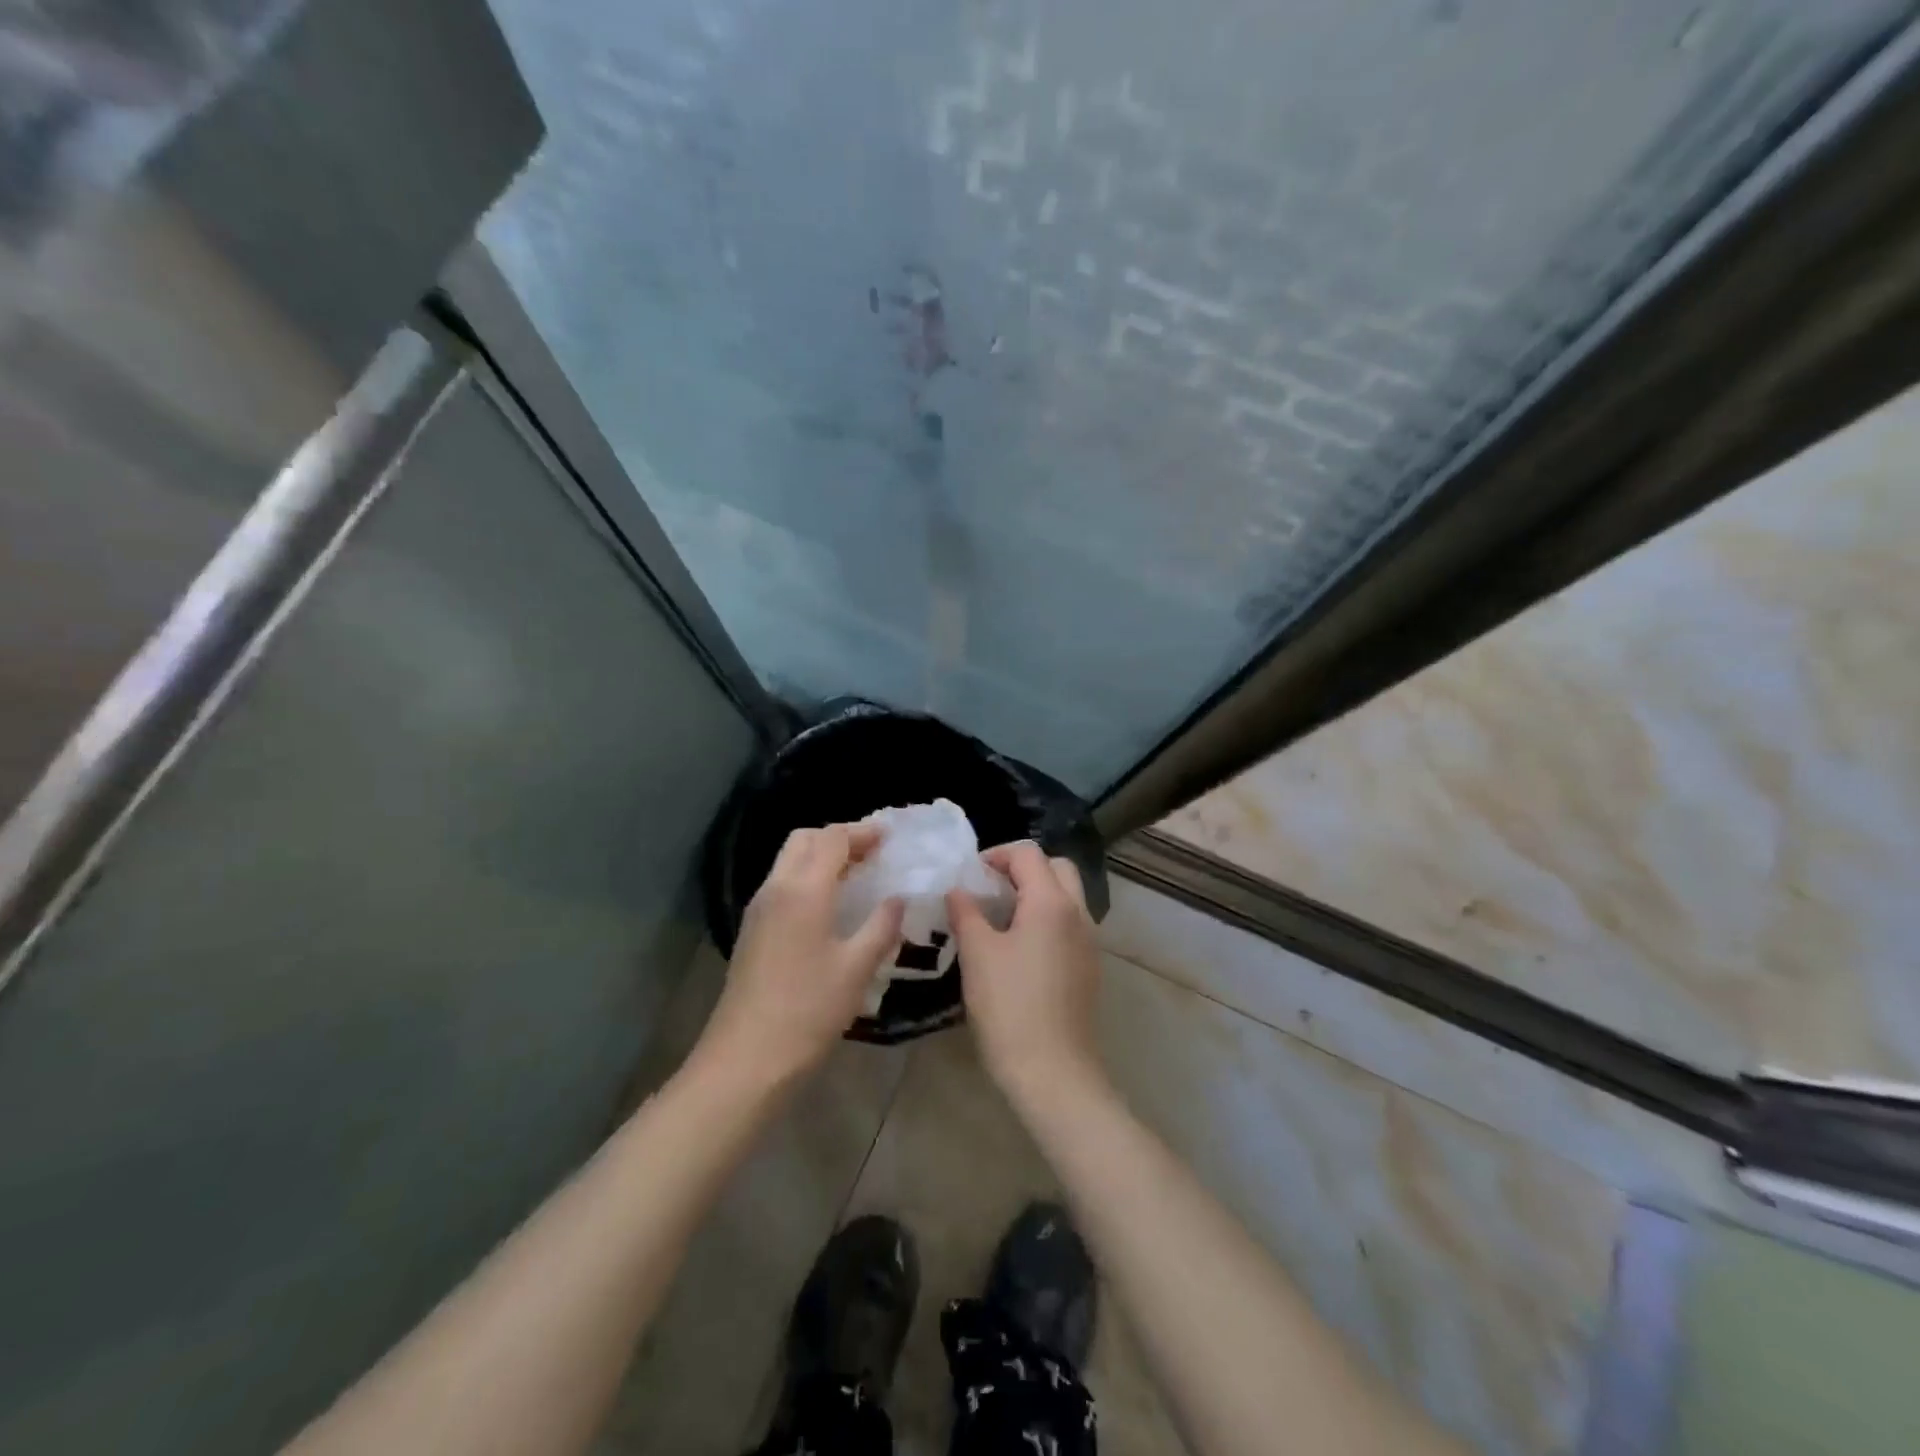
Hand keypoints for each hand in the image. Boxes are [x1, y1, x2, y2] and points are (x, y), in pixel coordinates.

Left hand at [692, 823, 903, 1093]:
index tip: (890, 837)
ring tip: (856, 876)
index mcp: (804, 889)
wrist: (746, 1058)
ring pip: (789, 861)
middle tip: (872, 853)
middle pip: (804, 840)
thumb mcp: (857, 968)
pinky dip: (808, 878)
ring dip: (821, 857)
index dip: (862, 832)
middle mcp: (776, 888)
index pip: (832, 839)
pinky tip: (830, 907)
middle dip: (838, 838)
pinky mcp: (753, 931)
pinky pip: (782, 885)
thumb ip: (881, 926)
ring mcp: (759, 909)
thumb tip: (898, 899)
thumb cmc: (808, 1010)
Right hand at [946, 841, 1106, 1105]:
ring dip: (1036, 893)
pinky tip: (1018, 947)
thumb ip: (966, 912)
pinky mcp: (1089, 966)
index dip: (995, 854)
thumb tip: (957, 890)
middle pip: (1056, 867)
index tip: (969, 875)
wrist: (1052, 1071)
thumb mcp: (977, 954)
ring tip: (999, 917)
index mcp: (1052, 902)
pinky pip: (1070, 923)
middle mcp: (1078, 913)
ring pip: (1067, 896)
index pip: (1028, 853)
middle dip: (1022, 868)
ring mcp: (1089, 940)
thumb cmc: (1009, 1006)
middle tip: (989, 888)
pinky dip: (1047, 918)